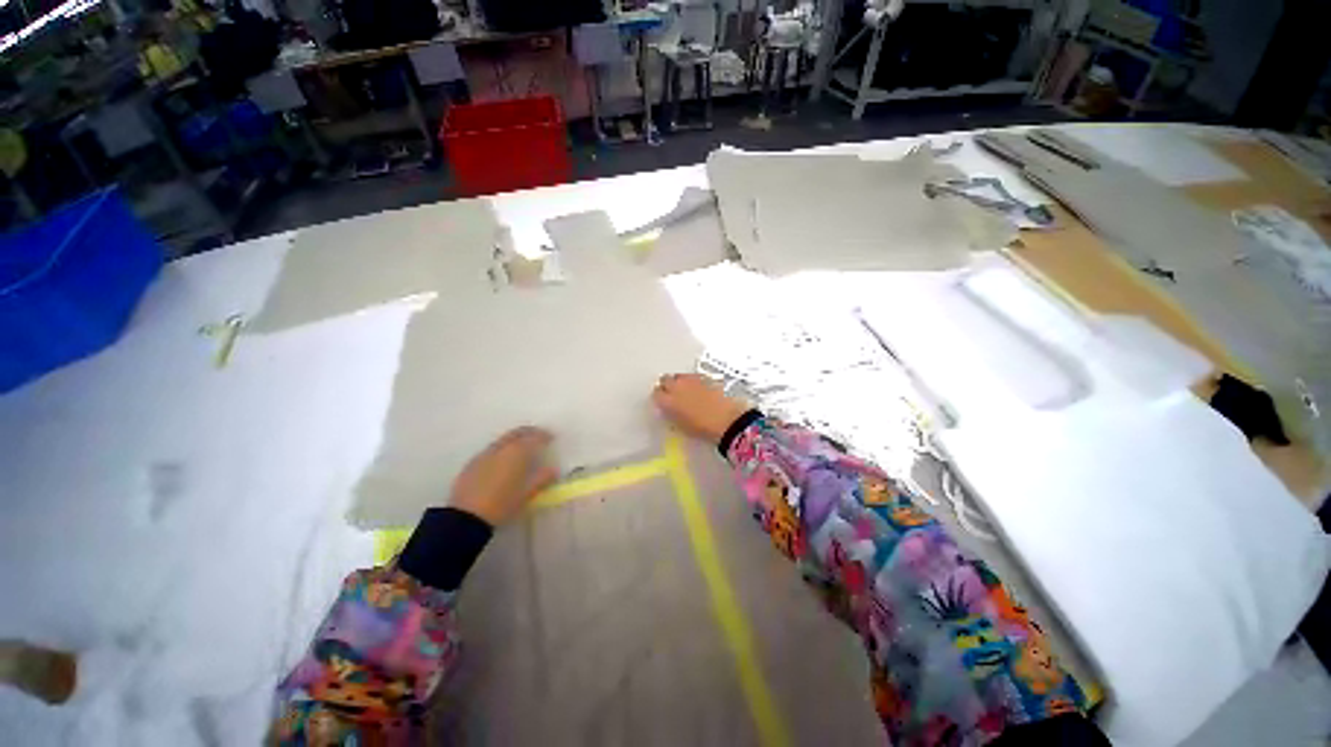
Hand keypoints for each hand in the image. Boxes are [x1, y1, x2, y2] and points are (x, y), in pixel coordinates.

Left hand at [450, 427, 558, 526]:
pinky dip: (501, 450)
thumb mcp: (528, 493)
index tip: (551, 437)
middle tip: (537, 437)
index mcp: (517, 452)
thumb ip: (542, 478)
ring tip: (521, 450)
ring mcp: (484, 454)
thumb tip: (553, 470)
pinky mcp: (471, 464)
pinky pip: (491, 450)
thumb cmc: (503, 504)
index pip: (534, 436)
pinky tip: (502, 462)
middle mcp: (501, 447)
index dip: (544, 435)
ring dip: (514, 440)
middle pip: (517, 433)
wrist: (466, 517)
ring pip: (503, 440)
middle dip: (529, 432)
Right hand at [652, 373, 750, 443]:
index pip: (656, 393)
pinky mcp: (704, 377)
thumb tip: (669, 409)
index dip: (660, 398)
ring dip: (679, 382)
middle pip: (665, 379)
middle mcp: (677, 386)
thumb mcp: (681, 426)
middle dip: (667, 385)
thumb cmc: (702, 428)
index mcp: (668, 401)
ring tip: (686, 391)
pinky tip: (699, 389)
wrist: (727, 420)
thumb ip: (671, 414)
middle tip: (673, 394)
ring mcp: (691, 380)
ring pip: (679, 376)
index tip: (664, 402)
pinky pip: (692, 376)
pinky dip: (692, 381)